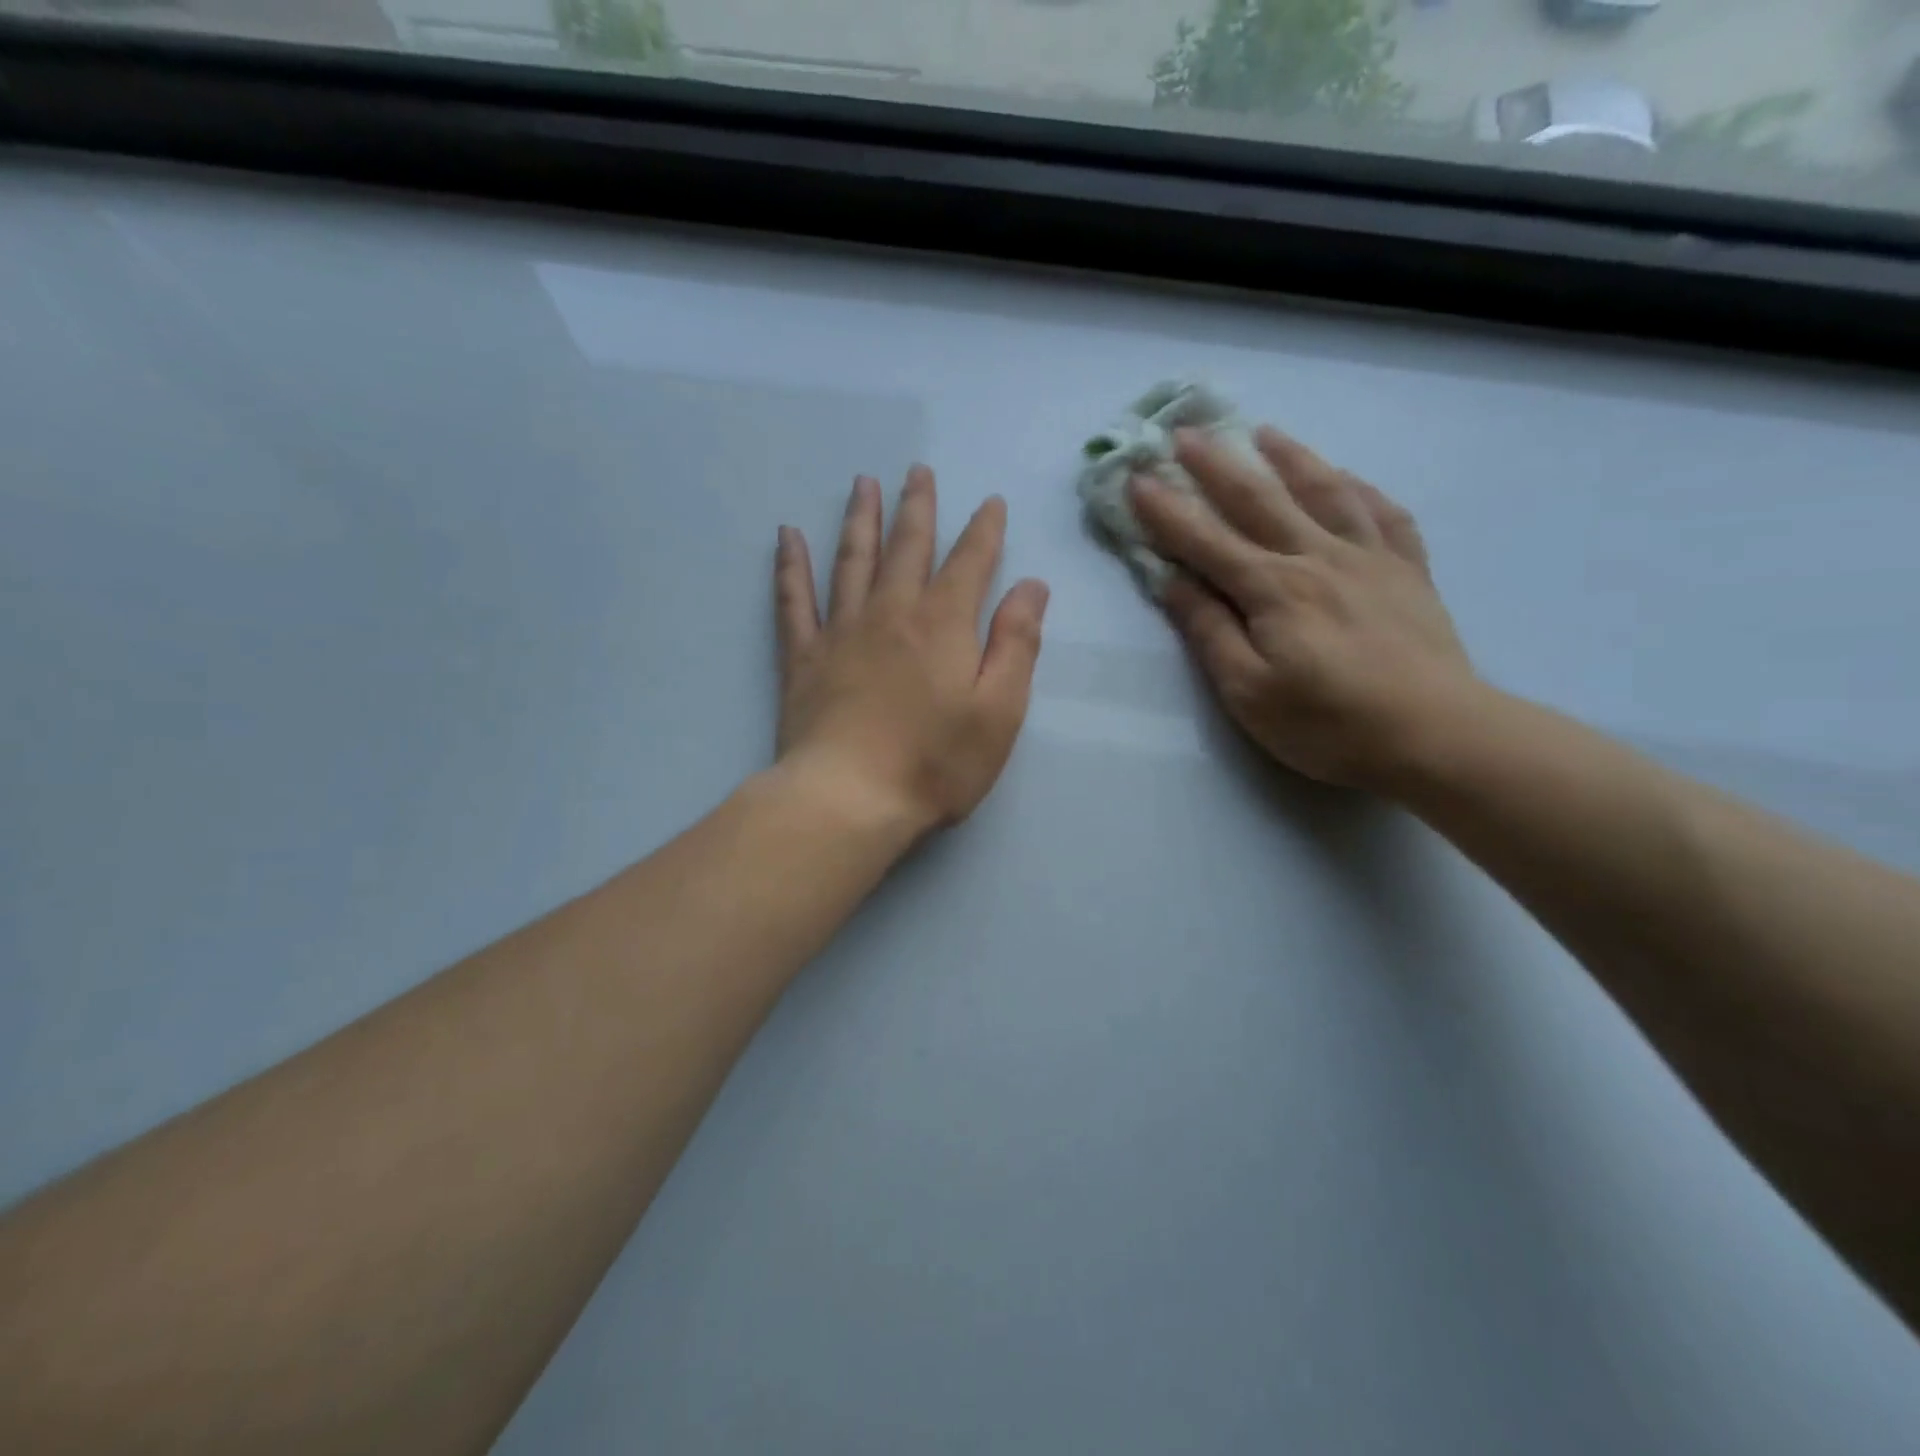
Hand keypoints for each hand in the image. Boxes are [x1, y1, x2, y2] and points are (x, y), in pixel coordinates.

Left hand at [774, 466, 1049, 838]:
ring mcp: (840, 632)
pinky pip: (793, 600)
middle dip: (917, 507)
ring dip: (860, 520)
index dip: (984, 530)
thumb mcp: (999, 711)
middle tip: (917, 472)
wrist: (849, 798)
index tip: (990, 502)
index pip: (969, 562)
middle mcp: (890, 613)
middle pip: (907, 547)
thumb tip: (1031, 586)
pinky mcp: (802, 658)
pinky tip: (787, 537)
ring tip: (863, 484)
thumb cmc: (935, 762)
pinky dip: (790, 566)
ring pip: (851, 561)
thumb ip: (1016, 643)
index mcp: (943, 624)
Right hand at [1132, 427, 1474, 790]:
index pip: (1206, 540)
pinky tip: (1349, 479)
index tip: (1136, 478)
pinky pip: (1386, 515)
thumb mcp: (1248, 691)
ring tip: (1265, 433)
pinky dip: (1362, 490)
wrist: (1436, 735)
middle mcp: (1318, 558)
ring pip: (1325, 492)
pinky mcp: (1409, 572)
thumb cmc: (1328, 724)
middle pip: (1259, 500)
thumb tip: (1171, 581)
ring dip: (1290, 458)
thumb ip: (1210, 631)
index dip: (1167, 510)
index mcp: (1273, 589)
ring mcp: (1370, 559)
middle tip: (1186, 432)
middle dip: (1216, 465)